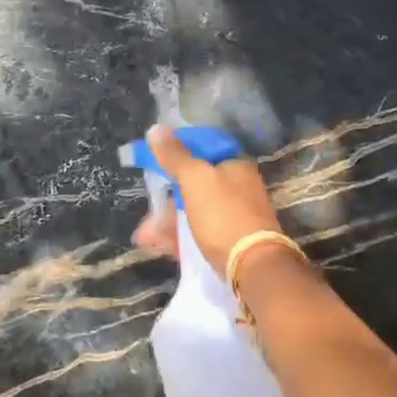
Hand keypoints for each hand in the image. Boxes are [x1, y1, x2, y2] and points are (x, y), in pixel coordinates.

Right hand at [129, 124, 285, 276]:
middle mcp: (238, 187)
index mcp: (234, 165)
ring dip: (167, 220)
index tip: (152, 160)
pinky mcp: (230, 241)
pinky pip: (198, 232)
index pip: (201, 148)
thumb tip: (155, 129)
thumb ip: (174, 155)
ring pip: (193, 210)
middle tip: (147, 204)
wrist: (253, 267)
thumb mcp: (194, 179)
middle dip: (166, 195)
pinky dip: (178, 236)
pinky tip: (156, 245)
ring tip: (143, 235)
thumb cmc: (222, 214)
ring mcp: (234, 215)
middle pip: (194, 182)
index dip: (175, 151)